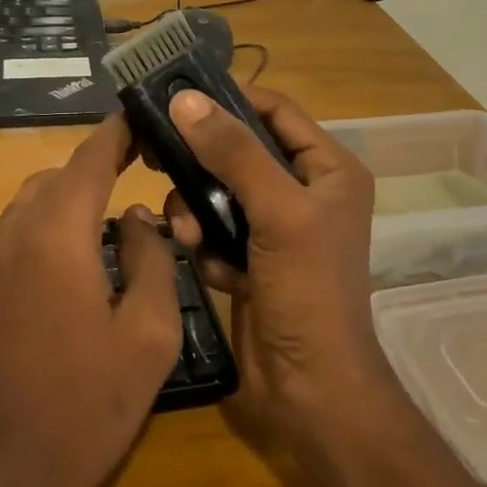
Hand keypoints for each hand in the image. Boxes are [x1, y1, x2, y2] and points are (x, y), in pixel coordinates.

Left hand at [0, 113, 183, 486]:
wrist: (6, 473)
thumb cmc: (88, 404)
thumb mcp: (149, 333)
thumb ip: (152, 259)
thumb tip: (138, 218)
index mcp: (57, 234)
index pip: (90, 157)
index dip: (120, 131)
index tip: (147, 115)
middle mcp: (15, 233)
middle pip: (61, 175)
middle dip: (102, 165)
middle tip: (146, 171)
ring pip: (37, 200)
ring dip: (75, 197)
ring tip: (119, 218)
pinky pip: (22, 231)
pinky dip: (54, 224)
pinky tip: (83, 259)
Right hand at [162, 86, 393, 455]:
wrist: (309, 389)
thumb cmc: (308, 291)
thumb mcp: (278, 212)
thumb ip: (234, 153)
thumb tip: (185, 99)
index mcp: (329, 170)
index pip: (276, 111)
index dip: (231, 98)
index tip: (178, 97)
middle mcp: (304, 191)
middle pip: (241, 150)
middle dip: (203, 160)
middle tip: (157, 153)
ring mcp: (275, 228)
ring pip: (219, 191)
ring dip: (198, 208)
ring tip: (188, 232)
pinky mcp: (250, 259)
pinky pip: (214, 229)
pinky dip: (206, 244)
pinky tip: (211, 269)